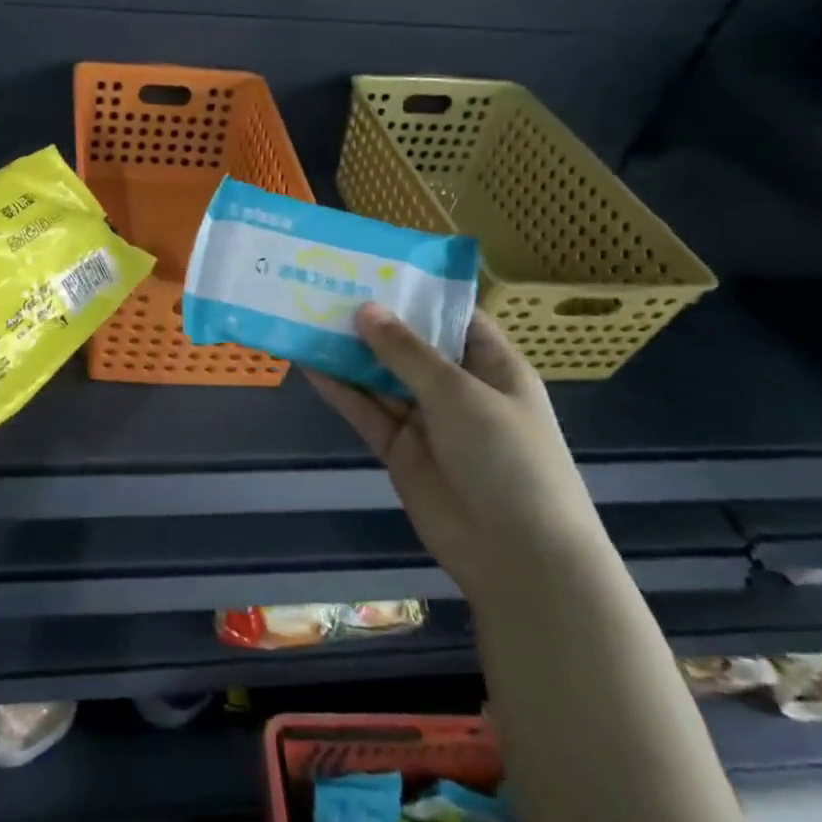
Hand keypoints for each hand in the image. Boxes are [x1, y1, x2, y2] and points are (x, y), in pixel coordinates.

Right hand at [307, 307, 612, 602]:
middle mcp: (457, 388)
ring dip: (348, 354)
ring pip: (380, 377)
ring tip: (306, 318)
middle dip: (373, 321)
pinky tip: (309, 365)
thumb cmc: (506, 458)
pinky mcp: (398, 448)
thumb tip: (364, 309)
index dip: (417, 293)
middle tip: (325, 287)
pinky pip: (365, 411)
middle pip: (409, 345)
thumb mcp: (459, 394)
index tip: (374, 267)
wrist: (516, 554)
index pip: (453, 317)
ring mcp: (426, 420)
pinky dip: (339, 391)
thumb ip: (406, 353)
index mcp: (491, 366)